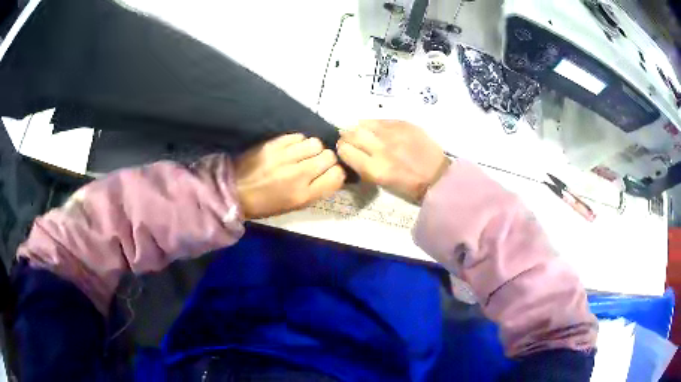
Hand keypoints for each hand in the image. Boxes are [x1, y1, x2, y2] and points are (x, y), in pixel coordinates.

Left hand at [235, 134, 345, 218]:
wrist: (234, 192)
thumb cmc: (265, 205)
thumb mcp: (294, 206)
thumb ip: (315, 190)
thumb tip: (331, 174)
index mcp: (304, 195)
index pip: (337, 176)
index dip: (336, 173)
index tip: (329, 174)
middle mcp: (298, 175)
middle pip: (329, 156)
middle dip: (326, 159)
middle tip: (315, 163)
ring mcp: (285, 157)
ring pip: (315, 143)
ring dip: (313, 148)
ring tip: (303, 154)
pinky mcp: (273, 144)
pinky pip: (298, 136)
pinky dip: (299, 141)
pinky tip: (291, 148)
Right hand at [337, 120, 449, 202]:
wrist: (438, 177)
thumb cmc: (409, 186)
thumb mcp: (383, 184)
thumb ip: (365, 167)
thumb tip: (352, 152)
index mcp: (375, 169)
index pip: (346, 152)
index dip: (342, 150)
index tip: (344, 150)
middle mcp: (381, 150)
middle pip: (352, 134)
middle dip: (346, 136)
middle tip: (349, 138)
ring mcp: (393, 134)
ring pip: (365, 123)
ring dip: (359, 127)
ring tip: (362, 131)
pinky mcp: (404, 125)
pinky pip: (381, 120)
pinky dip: (374, 124)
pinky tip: (377, 129)